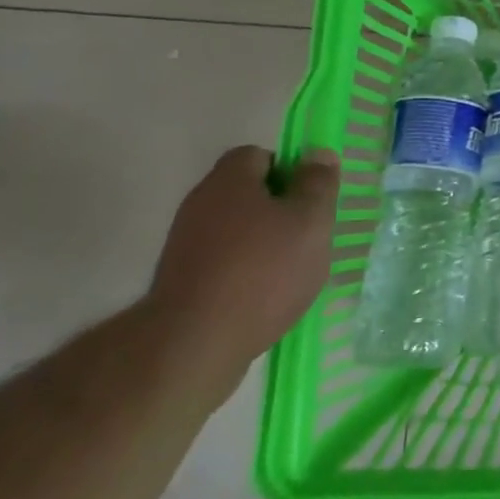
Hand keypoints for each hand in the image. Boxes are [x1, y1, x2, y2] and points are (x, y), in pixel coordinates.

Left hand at [145, 146, 340, 394]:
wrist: (194, 345)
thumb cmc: (263, 271)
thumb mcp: (310, 221)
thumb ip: (318, 184)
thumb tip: (318, 153)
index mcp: (229, 180)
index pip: (259, 155)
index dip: (289, 170)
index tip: (310, 199)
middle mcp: (200, 204)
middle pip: (246, 193)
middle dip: (279, 209)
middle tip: (307, 234)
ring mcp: (185, 245)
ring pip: (235, 230)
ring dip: (263, 243)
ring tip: (290, 271)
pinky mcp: (180, 282)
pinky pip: (222, 262)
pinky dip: (244, 272)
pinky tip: (264, 296)